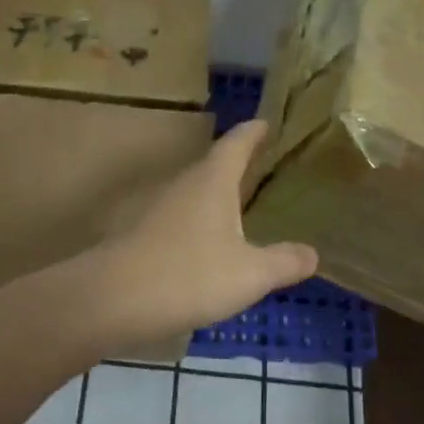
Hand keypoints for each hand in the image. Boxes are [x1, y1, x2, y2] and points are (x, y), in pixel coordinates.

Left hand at [88, 121, 318, 346]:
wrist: (111, 300)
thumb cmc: (189, 275)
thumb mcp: (250, 274)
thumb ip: (284, 262)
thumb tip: (313, 253)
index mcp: (212, 180)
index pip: (237, 143)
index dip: (254, 131)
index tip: (267, 122)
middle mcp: (183, 185)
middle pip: (214, 165)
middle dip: (238, 163)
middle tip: (264, 165)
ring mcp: (158, 209)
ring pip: (195, 193)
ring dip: (217, 195)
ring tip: (242, 205)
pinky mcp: (142, 234)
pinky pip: (181, 219)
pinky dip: (200, 223)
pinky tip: (209, 246)